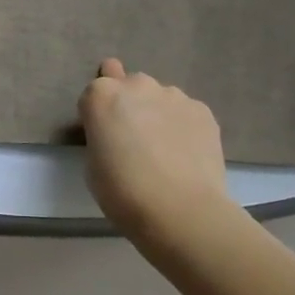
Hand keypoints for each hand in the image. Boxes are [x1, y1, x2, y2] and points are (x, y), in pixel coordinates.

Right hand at [79, 59, 237, 256]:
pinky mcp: (203, 110)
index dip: (95, 116)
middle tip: (131, 138)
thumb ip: (101, 136)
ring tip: (162, 148)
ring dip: (155, 113)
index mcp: (101, 96)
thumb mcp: (92, 163)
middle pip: (127, 85)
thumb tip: (116, 133)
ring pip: (158, 97)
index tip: (101, 137)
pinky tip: (183, 153)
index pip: (91, 94)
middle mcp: (137, 85)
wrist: (179, 209)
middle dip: (127, 104)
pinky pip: (184, 112)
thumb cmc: (121, 191)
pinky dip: (181, 125)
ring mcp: (174, 95)